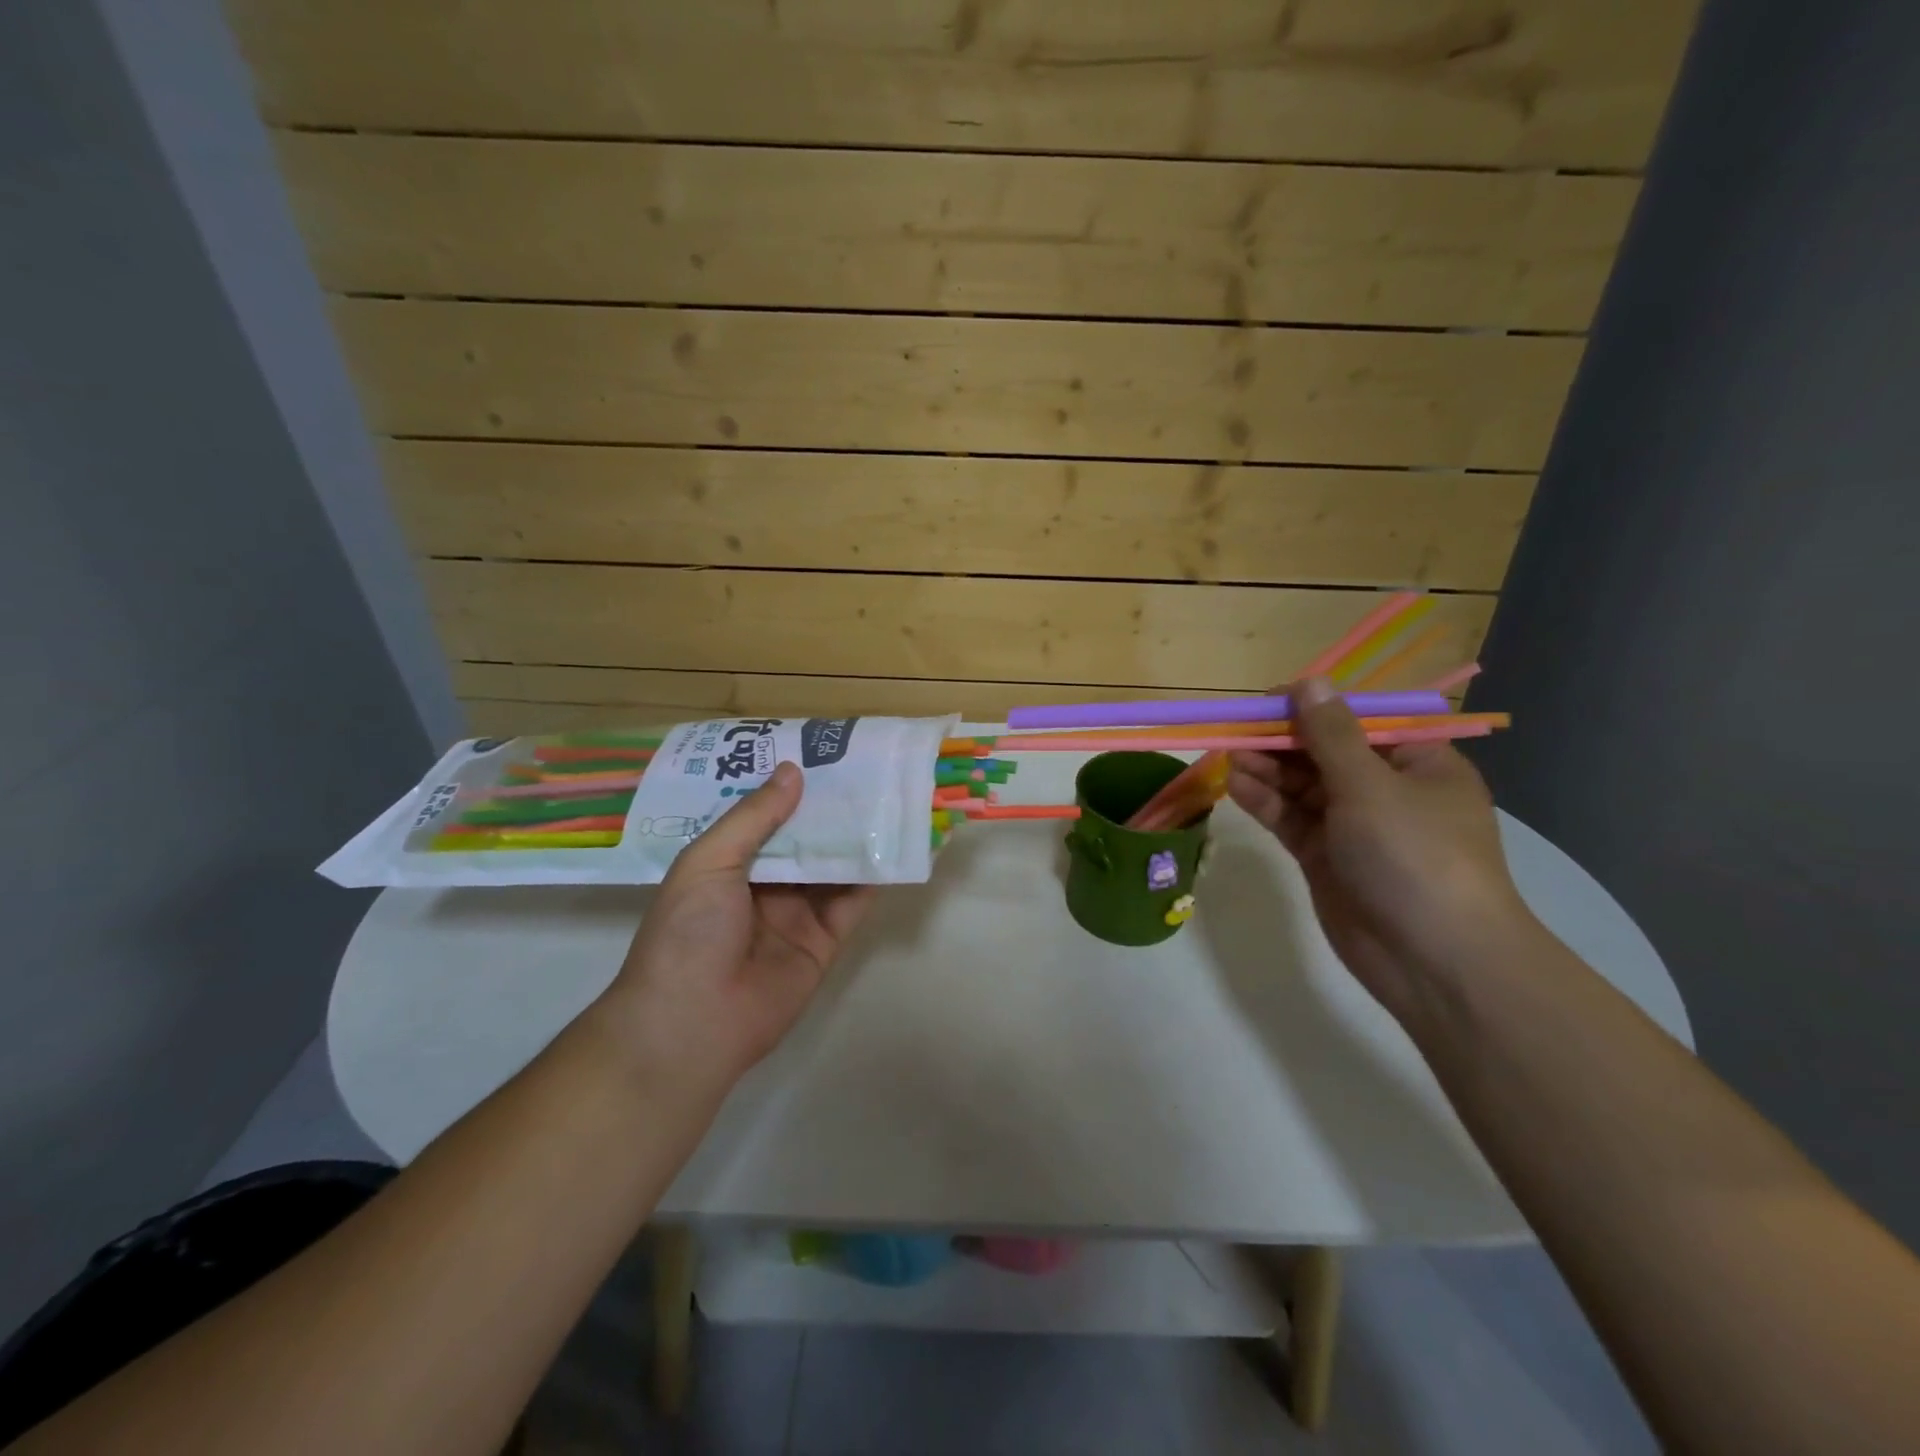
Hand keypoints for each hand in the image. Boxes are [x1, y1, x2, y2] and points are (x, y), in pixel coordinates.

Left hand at [599, 762, 876, 1090]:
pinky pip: (853, 904)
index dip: (788, 787)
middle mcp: (764, 885)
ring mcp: (796, 914)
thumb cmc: (688, 932)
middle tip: (864, 767)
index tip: (819, 753)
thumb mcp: (708, 862)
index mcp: (727, 863)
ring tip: (887, 796)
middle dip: (829, 808)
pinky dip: (873, 878)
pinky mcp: (825, 942)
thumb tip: (793, 771)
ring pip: (833, 867)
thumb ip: (753, 818)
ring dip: (856, 837)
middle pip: (803, 839)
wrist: (693, 1022)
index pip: (763, 816)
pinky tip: (894, 845)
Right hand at [1227, 678, 1538, 1025]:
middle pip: (1324, 753)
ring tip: (1229, 757)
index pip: (1359, 722)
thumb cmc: (1415, 856)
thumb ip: (1331, 735)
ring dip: (1268, 770)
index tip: (1267, 701)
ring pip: (1302, 786)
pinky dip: (1266, 802)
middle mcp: (1386, 790)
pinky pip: (1292, 819)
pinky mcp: (1326, 857)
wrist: (1434, 960)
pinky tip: (1235, 786)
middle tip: (1235, 730)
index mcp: (1417, 763)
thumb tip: (1309, 682)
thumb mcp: (1372, 786)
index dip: (1314, 707)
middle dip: (1282, 740)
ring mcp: (1354, 826)